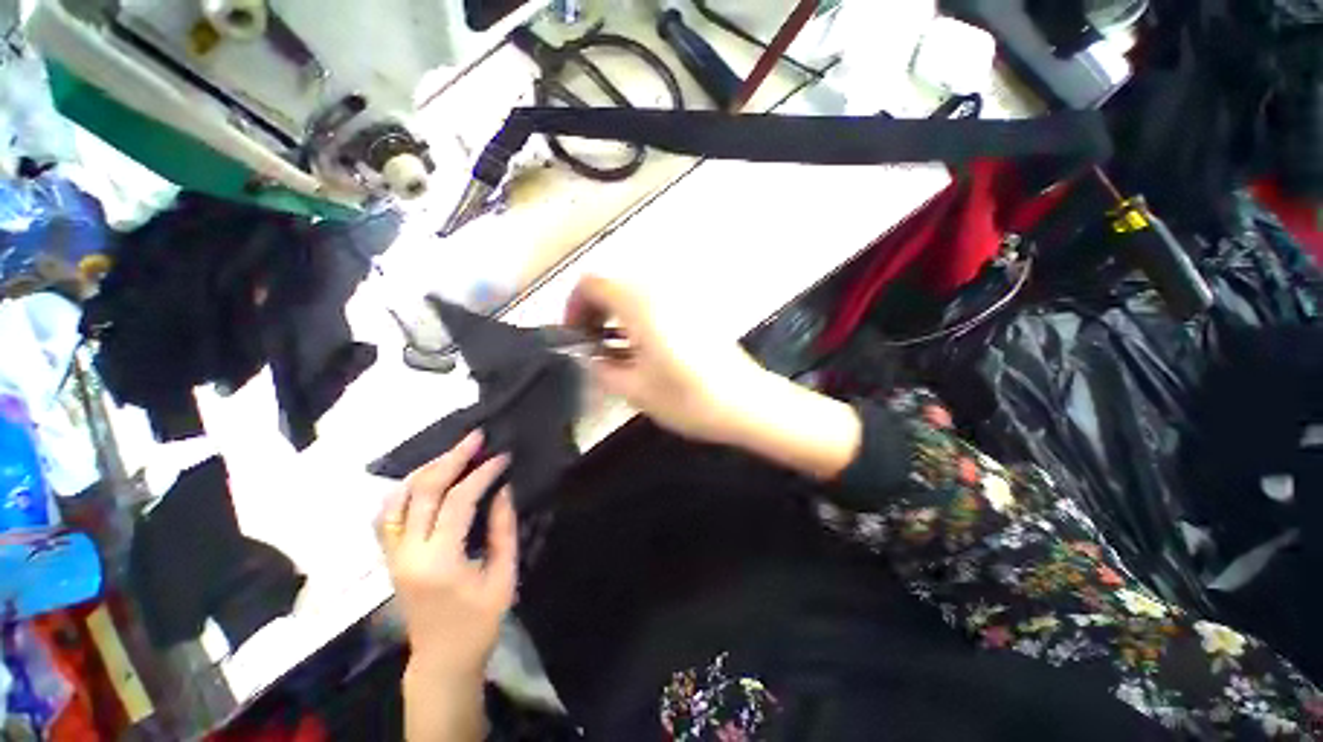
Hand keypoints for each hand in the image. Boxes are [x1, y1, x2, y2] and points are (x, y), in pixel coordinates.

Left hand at [376, 431, 516, 680]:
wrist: (442, 658)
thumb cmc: (479, 621)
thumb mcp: (503, 575)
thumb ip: (503, 529)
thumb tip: (503, 489)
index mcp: (439, 561)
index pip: (458, 501)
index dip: (482, 473)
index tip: (503, 456)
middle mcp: (408, 553)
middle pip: (423, 492)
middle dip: (451, 459)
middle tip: (475, 438)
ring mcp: (392, 555)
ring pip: (397, 498)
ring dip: (425, 470)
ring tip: (453, 453)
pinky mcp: (389, 557)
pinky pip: (387, 515)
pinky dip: (404, 490)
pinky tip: (424, 479)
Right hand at [565, 275, 768, 444]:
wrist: (745, 402)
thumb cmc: (688, 398)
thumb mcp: (633, 388)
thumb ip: (599, 366)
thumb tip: (584, 354)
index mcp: (640, 302)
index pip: (591, 282)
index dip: (574, 307)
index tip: (575, 336)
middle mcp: (660, 288)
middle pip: (613, 283)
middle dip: (595, 311)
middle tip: (592, 345)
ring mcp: (682, 294)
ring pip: (634, 292)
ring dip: (617, 313)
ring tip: (617, 349)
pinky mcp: (696, 307)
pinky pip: (656, 300)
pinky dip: (639, 315)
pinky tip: (644, 346)